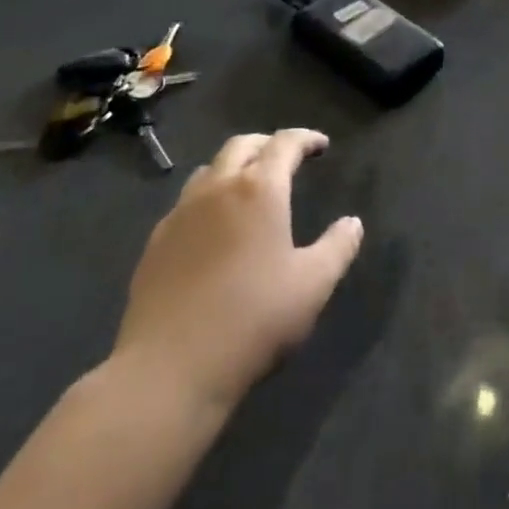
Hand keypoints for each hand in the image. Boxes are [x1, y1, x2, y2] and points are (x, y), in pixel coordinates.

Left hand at [111, 129, 362, 411]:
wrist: (169, 369)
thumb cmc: (253, 320)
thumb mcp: (313, 285)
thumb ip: (338, 247)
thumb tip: (353, 222)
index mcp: (259, 189)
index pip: (285, 143)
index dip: (306, 138)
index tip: (321, 145)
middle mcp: (218, 188)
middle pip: (242, 145)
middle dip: (268, 144)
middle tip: (286, 157)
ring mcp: (181, 213)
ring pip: (209, 170)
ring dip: (233, 167)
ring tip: (248, 187)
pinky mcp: (156, 242)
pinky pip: (186, 203)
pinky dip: (207, 199)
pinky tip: (213, 228)